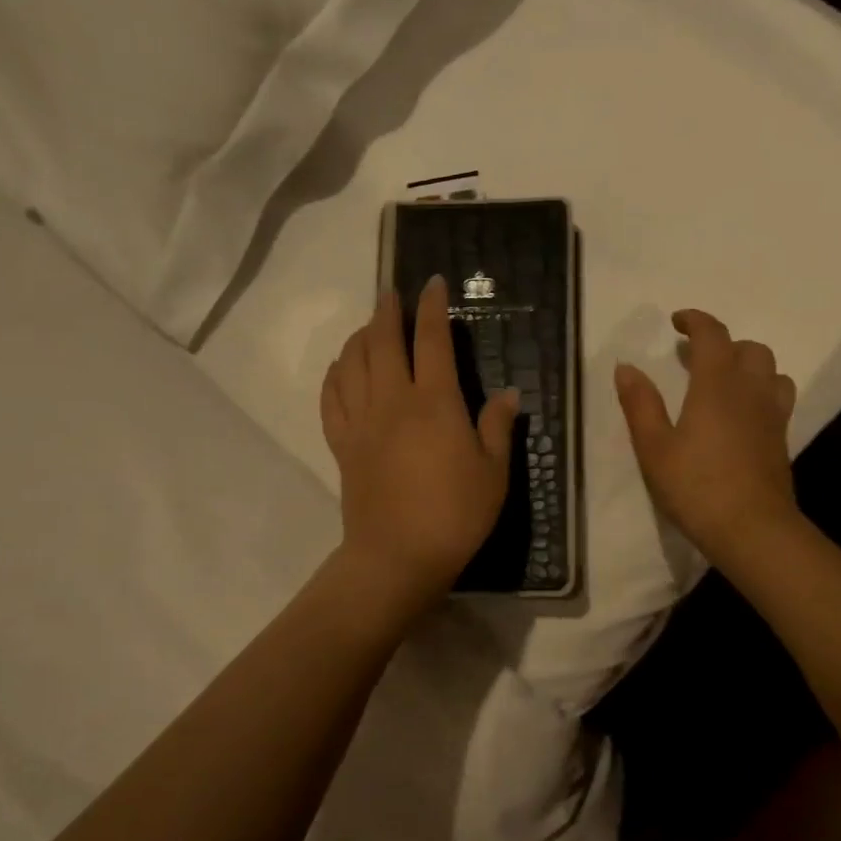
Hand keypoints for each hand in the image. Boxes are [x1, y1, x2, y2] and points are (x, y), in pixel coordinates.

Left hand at [321, 276, 518, 613]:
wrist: (398, 557)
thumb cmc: (455, 515)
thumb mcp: (493, 473)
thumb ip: (497, 427)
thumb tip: (509, 394)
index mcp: (435, 403)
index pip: (431, 340)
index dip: (430, 307)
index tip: (430, 282)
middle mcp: (393, 401)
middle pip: (382, 341)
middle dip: (387, 311)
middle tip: (391, 294)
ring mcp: (361, 422)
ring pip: (352, 363)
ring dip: (359, 337)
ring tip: (368, 327)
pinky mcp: (342, 445)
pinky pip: (331, 398)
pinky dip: (334, 375)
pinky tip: (341, 369)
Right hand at [615, 309, 798, 568]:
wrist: (752, 529)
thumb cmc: (696, 486)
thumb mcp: (654, 447)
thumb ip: (640, 404)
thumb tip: (626, 366)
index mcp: (717, 384)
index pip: (713, 335)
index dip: (695, 321)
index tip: (677, 322)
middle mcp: (751, 390)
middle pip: (749, 348)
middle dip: (723, 344)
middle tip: (696, 358)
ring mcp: (772, 415)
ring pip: (771, 371)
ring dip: (748, 366)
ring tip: (724, 383)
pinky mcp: (782, 439)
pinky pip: (777, 398)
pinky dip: (760, 391)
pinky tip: (741, 415)